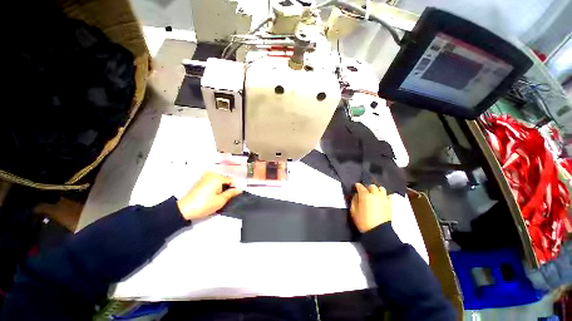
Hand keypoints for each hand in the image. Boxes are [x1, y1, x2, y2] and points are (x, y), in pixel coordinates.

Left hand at [177, 172, 241, 219]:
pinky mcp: (200, 181)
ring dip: (221, 187)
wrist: (184, 209)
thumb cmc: (204, 205)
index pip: (231, 180)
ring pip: (218, 181)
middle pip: (225, 179)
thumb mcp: (221, 200)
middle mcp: (211, 174)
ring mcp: (205, 177)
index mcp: (217, 177)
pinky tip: (212, 195)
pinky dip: (215, 187)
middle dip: (227, 187)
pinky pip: (212, 181)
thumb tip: (239, 189)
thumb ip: (231, 193)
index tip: (233, 195)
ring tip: (218, 197)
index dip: (234, 188)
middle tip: (225, 197)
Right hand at [350, 183, 391, 232]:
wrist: (378, 231)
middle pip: (372, 186)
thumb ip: (354, 200)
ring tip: (374, 195)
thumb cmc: (363, 221)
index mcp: (365, 196)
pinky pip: (388, 196)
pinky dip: (384, 196)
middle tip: (365, 192)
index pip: (360, 186)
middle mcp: (375, 195)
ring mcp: (384, 199)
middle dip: (367, 188)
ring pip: (381, 189)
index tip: (355, 186)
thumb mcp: (353, 211)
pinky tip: (381, 200)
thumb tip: (356, 195)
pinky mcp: (390, 204)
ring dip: (377, 190)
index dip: (357, 186)